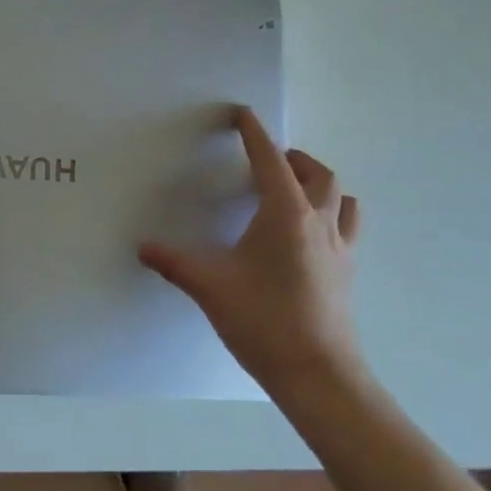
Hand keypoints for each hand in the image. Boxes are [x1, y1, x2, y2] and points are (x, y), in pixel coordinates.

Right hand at [139, 108, 363, 396]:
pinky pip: (347, 226)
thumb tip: (143, 247)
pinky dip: (333, 214)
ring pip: (340, 197)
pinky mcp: (348, 271)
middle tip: (268, 160)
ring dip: (319, 183)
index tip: (243, 114)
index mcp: (286, 213)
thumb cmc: (264, 321)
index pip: (270, 159)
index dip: (254, 133)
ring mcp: (340, 247)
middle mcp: (318, 221)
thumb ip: (174, 262)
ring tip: (296, 189)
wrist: (319, 376)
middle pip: (316, 173)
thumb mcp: (210, 287)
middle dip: (292, 158)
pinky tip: (312, 234)